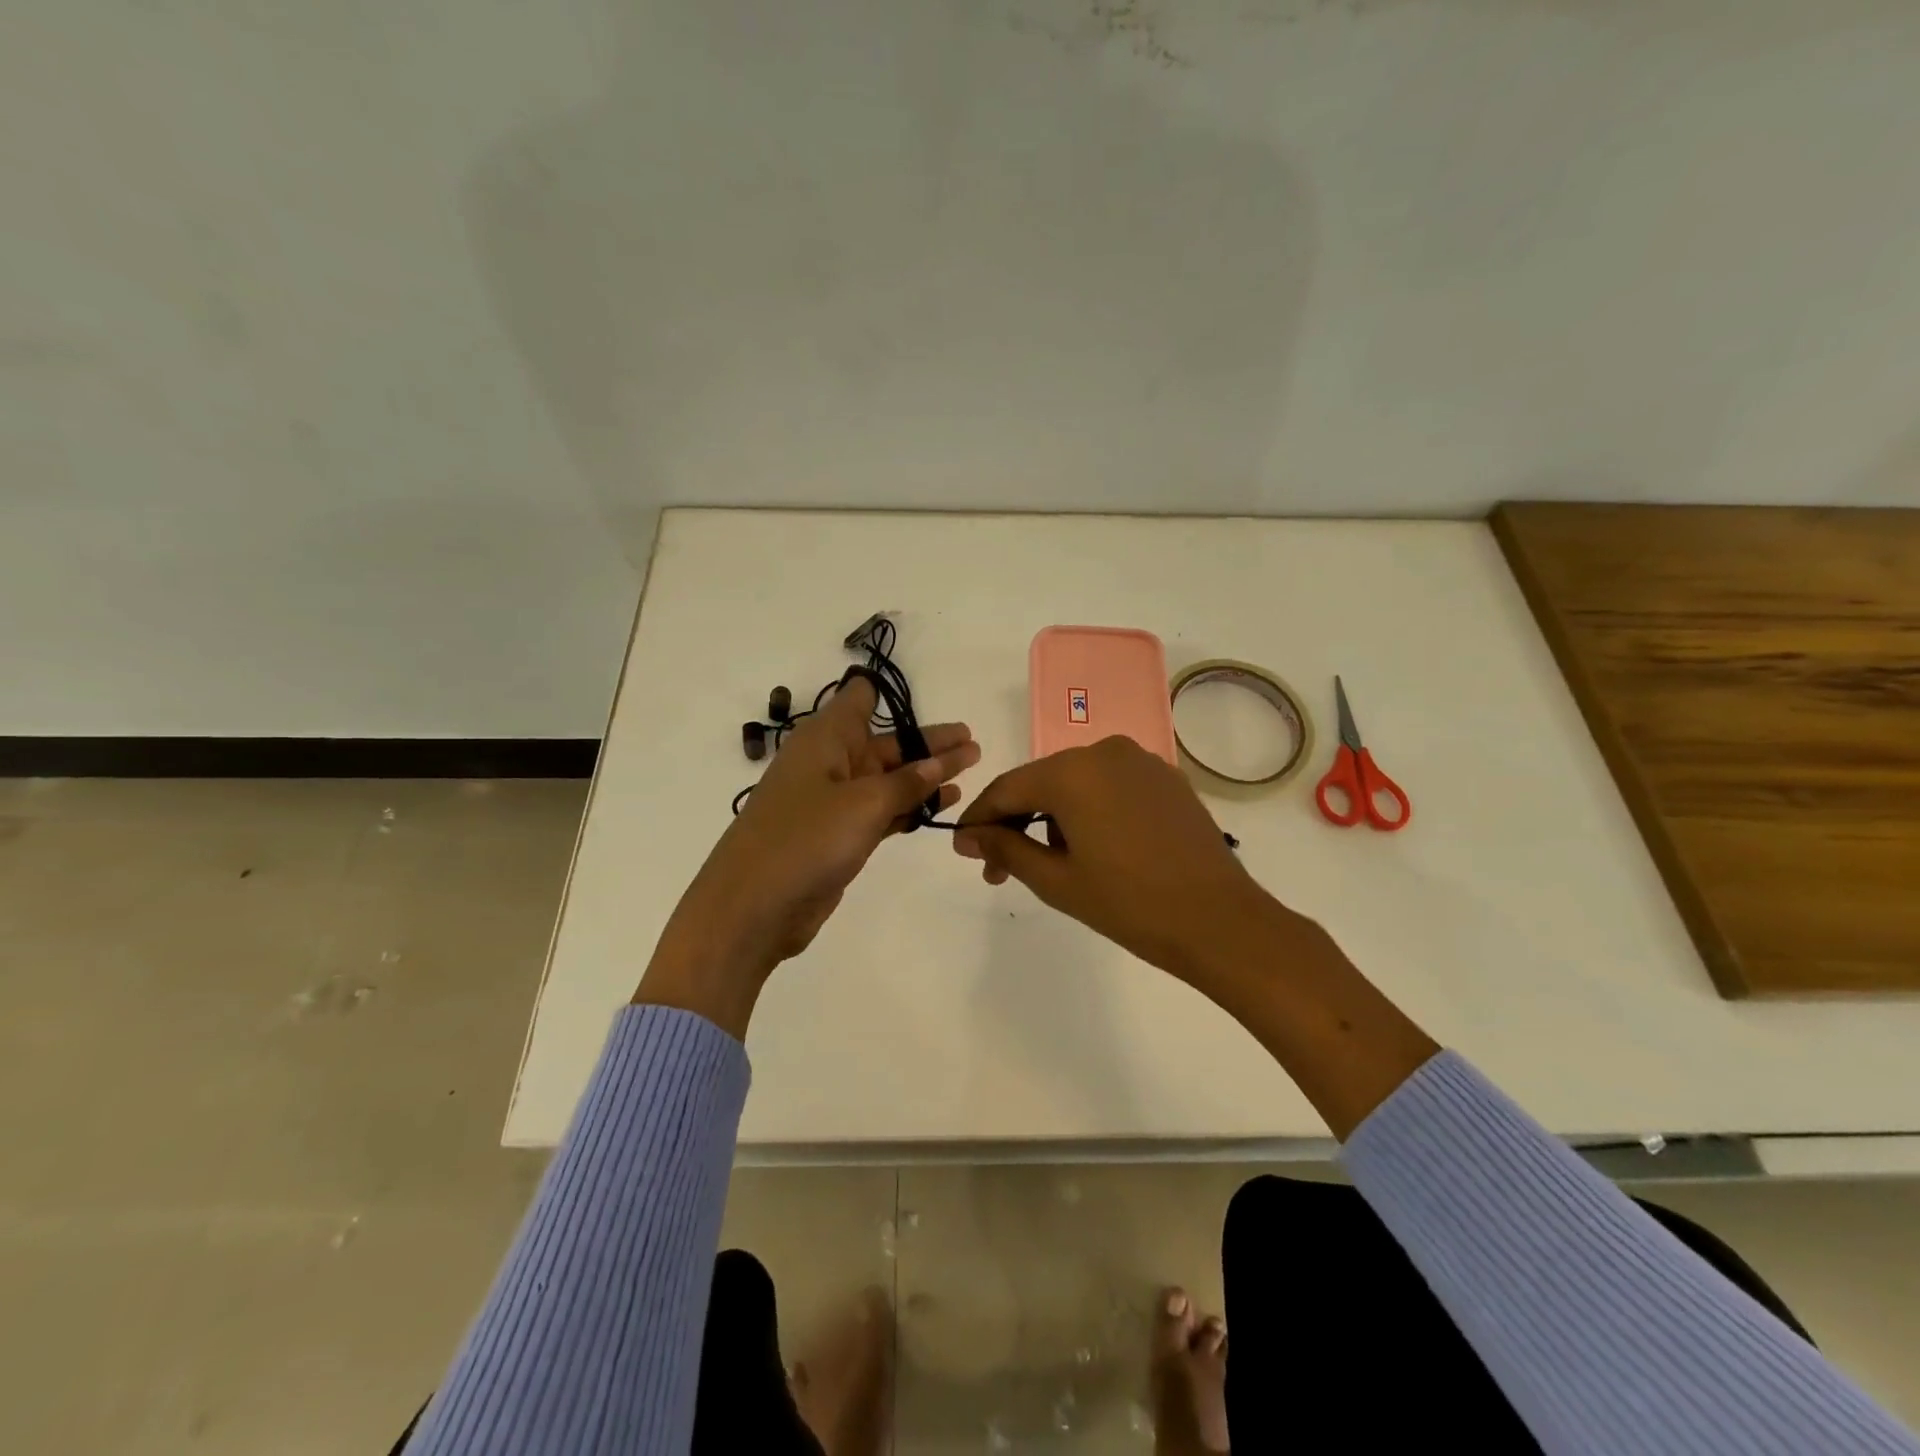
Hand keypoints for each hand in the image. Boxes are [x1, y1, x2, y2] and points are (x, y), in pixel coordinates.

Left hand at [636, 674, 980, 1036]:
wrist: (751, 910)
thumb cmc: (804, 841)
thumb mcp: (863, 805)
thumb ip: (907, 783)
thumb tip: (941, 762)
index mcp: (825, 740)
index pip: (858, 699)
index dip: (887, 692)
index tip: (924, 694)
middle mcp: (829, 763)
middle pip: (886, 744)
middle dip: (928, 743)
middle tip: (973, 741)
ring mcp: (833, 803)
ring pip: (888, 780)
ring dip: (926, 776)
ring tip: (970, 768)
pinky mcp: (838, 837)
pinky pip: (882, 812)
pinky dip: (910, 807)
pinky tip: (943, 805)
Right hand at [952, 736, 1265, 982]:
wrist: (1220, 921)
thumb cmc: (1130, 904)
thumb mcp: (1057, 880)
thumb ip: (1005, 848)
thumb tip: (967, 835)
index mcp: (1072, 772)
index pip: (1007, 789)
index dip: (980, 818)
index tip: (963, 848)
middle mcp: (1104, 751)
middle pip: (1041, 782)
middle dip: (1016, 822)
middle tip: (999, 868)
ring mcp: (1140, 761)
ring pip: (1076, 783)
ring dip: (1053, 817)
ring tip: (1051, 864)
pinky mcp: (1166, 778)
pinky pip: (1110, 786)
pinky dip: (1090, 810)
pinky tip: (1093, 847)